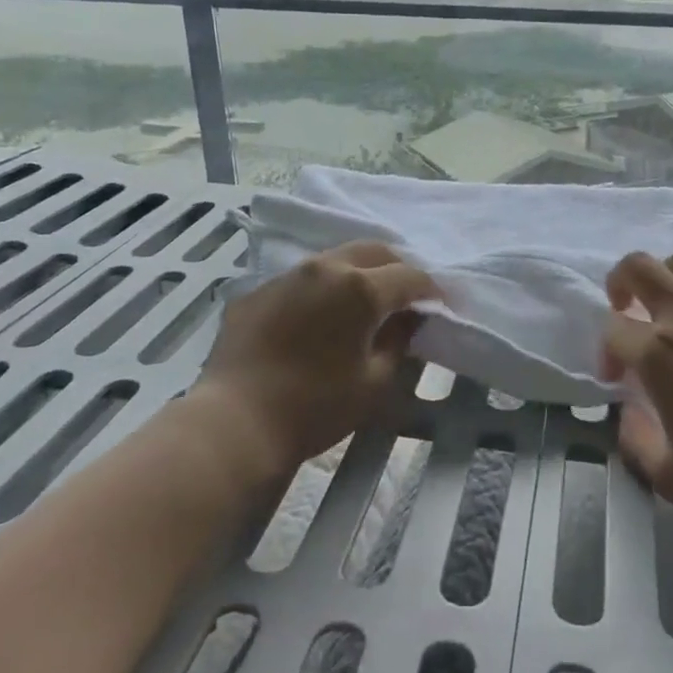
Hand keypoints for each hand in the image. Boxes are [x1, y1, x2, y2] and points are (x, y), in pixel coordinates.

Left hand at [197, 241, 436, 472]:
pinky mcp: (258, 290)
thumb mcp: (374, 382)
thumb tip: (406, 320)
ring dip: (358, 272)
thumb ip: (398, 342)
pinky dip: (321, 289)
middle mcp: (325, 268)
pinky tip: (318, 317)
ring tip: (363, 300)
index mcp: (360, 288)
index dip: (429, 290)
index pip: (409, 277)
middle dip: (396, 268)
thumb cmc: (315, 407)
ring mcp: (287, 275)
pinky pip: (301, 279)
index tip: (437, 305)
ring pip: (335, 259)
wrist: (235, 421)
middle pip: (373, 251)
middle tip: (405, 295)